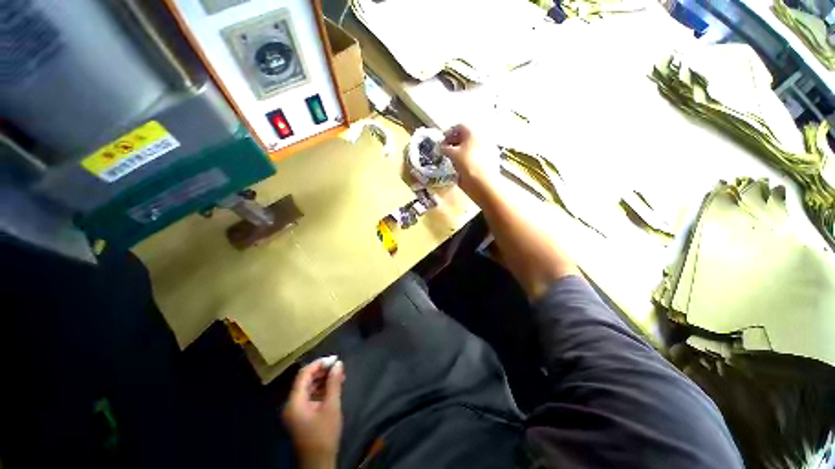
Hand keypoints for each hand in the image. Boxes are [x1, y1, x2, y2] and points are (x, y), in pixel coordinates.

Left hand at [282, 358, 344, 468]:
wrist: (319, 462)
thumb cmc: (324, 434)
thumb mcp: (331, 406)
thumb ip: (334, 383)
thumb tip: (338, 363)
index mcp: (295, 402)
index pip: (304, 374)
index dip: (319, 364)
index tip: (334, 359)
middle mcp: (291, 404)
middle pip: (305, 380)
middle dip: (322, 371)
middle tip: (339, 366)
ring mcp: (295, 411)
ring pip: (308, 387)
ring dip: (323, 380)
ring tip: (339, 375)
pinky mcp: (301, 416)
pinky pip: (309, 396)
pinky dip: (321, 389)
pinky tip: (334, 387)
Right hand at [440, 124, 498, 192]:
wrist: (483, 182)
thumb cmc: (467, 163)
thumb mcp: (452, 154)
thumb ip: (444, 148)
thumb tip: (441, 147)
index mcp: (473, 132)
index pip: (459, 126)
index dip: (449, 133)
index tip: (442, 141)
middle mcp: (481, 138)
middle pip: (465, 136)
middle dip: (454, 142)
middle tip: (445, 150)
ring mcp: (486, 149)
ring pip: (470, 147)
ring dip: (460, 151)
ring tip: (452, 159)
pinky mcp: (488, 160)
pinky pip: (475, 155)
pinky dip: (467, 158)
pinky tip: (461, 166)